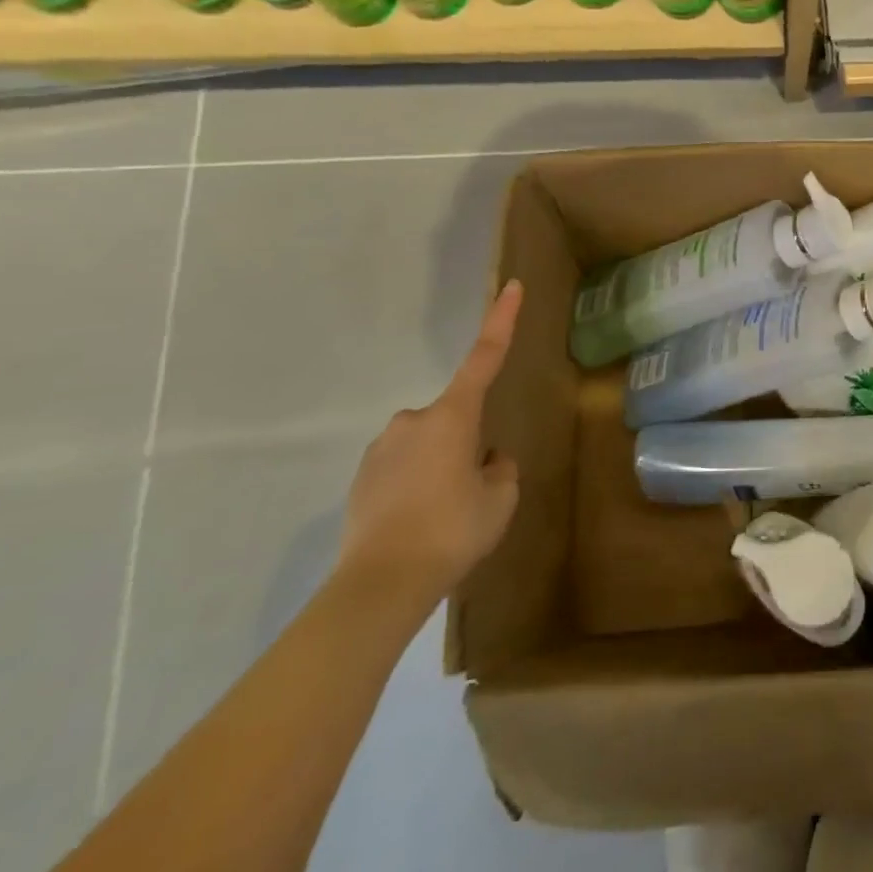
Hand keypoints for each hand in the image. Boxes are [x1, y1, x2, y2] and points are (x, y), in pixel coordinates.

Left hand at [336, 282, 523, 613]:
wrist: (379, 585)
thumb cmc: (452, 530)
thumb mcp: (500, 498)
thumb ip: (500, 470)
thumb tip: (486, 460)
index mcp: (453, 416)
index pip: (484, 357)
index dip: (502, 320)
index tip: (510, 286)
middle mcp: (413, 421)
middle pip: (455, 418)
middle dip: (467, 443)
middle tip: (473, 491)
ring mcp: (382, 449)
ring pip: (428, 446)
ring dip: (441, 467)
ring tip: (443, 516)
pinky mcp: (361, 478)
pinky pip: (402, 469)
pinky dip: (415, 487)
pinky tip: (416, 525)